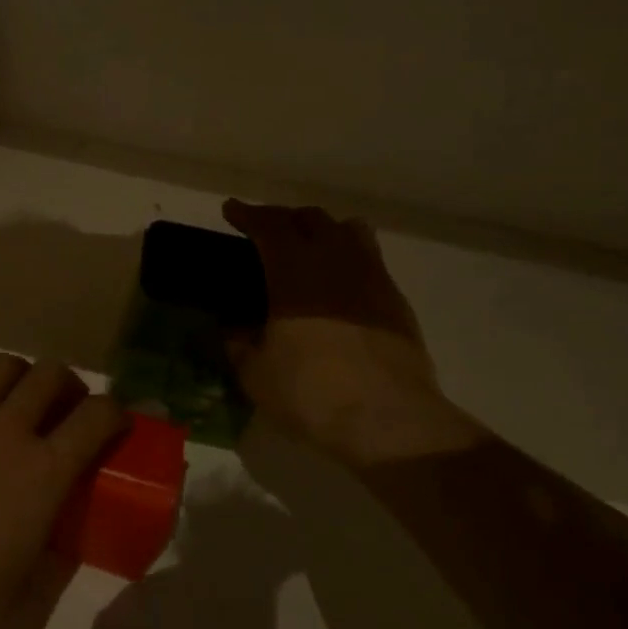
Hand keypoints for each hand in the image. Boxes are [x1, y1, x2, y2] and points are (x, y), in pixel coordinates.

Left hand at [0, 355, 128, 628]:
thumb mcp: (34, 589)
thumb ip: (59, 550)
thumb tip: (65, 532)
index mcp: (44, 472)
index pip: (98, 415)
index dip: (115, 412)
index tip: (113, 422)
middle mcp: (5, 431)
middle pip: (49, 375)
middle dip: (66, 385)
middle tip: (61, 408)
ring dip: (17, 377)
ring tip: (12, 399)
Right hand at [222, 200, 481, 466]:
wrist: (389, 419)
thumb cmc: (310, 391)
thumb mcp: (254, 372)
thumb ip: (238, 341)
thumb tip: (233, 325)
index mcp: (294, 271)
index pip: (269, 225)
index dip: (248, 214)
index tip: (231, 209)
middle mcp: (335, 262)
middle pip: (311, 218)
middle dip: (283, 218)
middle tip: (265, 231)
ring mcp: (372, 278)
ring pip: (349, 230)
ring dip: (323, 230)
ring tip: (309, 247)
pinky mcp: (396, 301)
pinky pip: (370, 261)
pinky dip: (348, 258)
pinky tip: (339, 285)